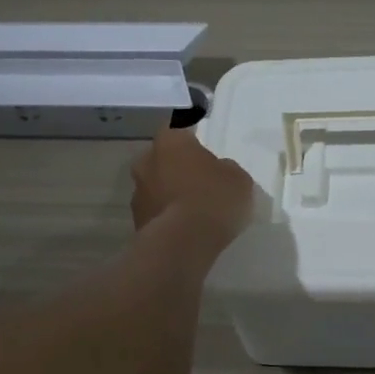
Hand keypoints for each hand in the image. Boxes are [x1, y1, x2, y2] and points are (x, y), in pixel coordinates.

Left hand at [130, 127, 256, 242]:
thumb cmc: (213, 198)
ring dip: (170, 194)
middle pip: (162, 159)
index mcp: (170, 142)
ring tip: (193, 211)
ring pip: (156, 187)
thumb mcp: (237, 178)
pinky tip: (186, 229)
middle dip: (177, 168)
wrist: (182, 244)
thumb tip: (217, 171)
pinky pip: (156, 213)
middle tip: (199, 181)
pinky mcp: (137, 223)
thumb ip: (225, 169)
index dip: (190, 139)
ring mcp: (137, 194)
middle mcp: (147, 162)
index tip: (202, 151)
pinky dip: (167, 217)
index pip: (177, 129)